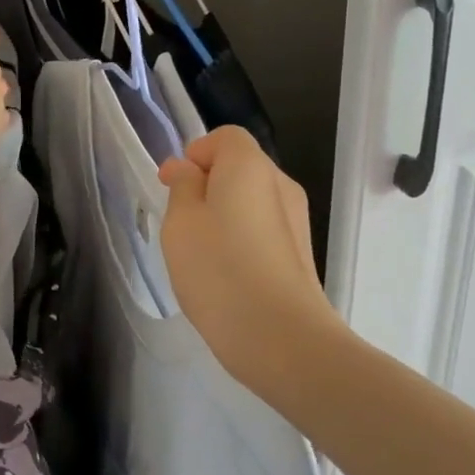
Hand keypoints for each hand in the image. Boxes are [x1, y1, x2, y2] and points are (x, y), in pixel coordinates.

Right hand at [158, 127, 335, 386]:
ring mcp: (297, 220)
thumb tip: (188, 169)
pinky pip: (264, 229)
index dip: (196, 153)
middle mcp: (281, 184)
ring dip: (224, 214)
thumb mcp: (181, 223)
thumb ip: (182, 186)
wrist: (282, 337)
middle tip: (180, 221)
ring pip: (252, 201)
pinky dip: (242, 239)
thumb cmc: (220, 270)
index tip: (173, 185)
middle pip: (241, 167)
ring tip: (200, 253)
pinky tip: (226, 274)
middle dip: (207, 184)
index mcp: (250, 166)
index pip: (225, 137)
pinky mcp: (300, 253)